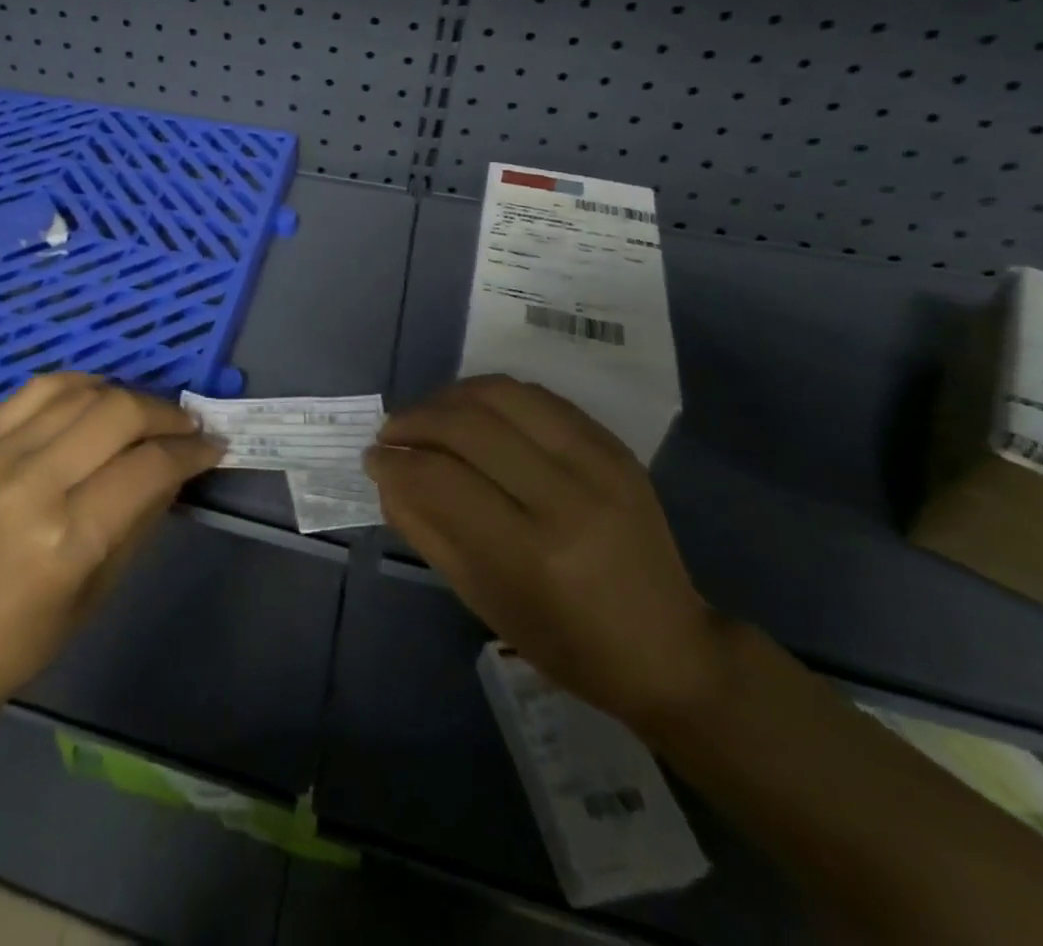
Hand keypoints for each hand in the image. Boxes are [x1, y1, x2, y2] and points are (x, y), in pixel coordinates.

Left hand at [0, 374, 221, 702]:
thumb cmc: (31, 633)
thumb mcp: (104, 584)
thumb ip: (144, 513)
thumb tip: (179, 462)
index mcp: (67, 538)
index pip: (148, 466)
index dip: (191, 451)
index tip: (213, 446)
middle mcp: (30, 484)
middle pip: (118, 414)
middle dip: (166, 414)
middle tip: (187, 427)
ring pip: (81, 393)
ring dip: (127, 395)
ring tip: (146, 414)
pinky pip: (38, 389)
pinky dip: (79, 385)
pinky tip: (99, 397)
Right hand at [369, 375, 727, 728]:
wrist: (670, 648)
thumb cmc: (566, 642)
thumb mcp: (483, 600)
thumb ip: (426, 530)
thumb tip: (386, 477)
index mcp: (532, 553)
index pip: (439, 479)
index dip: (393, 462)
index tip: (372, 460)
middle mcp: (567, 497)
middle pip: (467, 425)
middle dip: (413, 421)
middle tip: (391, 434)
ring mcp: (598, 463)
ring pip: (501, 394)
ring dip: (449, 397)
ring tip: (428, 417)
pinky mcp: (614, 445)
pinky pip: (537, 397)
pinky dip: (491, 396)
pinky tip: (473, 414)